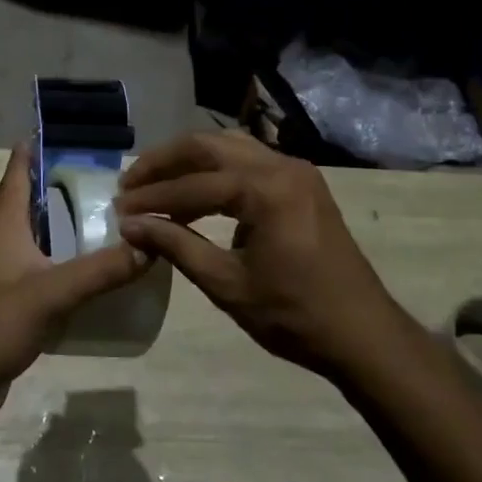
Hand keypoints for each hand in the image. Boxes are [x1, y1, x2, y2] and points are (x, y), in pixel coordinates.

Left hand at [0, 144, 151, 422]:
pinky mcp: (4, 304)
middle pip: (5, 203)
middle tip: (68, 183)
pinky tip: (75, 274)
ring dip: (40, 224)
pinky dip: (46, 261)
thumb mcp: (53, 293)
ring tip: (82, 222)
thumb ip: (101, 271)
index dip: (26, 154)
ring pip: (16, 236)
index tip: (46, 134)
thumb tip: (150, 246)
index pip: (12, 178)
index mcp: (3, 230)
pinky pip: (26, 269)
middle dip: (30, 187)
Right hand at [115, 132, 411, 379]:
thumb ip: (176, 246)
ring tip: (153, 182)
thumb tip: (131, 225)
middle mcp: (282, 166)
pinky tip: (193, 192)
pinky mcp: (301, 183)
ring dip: (188, 161)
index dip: (152, 198)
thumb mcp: (227, 284)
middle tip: (129, 183)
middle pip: (208, 146)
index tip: (119, 210)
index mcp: (266, 190)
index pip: (193, 184)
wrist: (363, 335)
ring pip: (228, 147)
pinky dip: (214, 170)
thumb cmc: (294, 315)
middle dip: (164, 163)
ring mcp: (296, 171)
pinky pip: (247, 161)